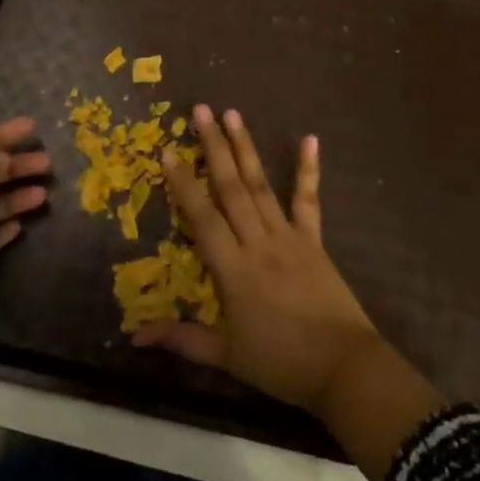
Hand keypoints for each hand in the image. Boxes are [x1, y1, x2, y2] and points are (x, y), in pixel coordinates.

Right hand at [134, 105, 380, 416]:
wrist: (344, 369)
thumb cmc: (281, 363)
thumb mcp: (226, 356)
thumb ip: (182, 339)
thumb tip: (135, 336)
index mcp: (233, 270)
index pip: (202, 218)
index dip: (183, 184)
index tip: (168, 151)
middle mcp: (258, 242)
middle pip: (231, 188)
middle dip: (213, 147)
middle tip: (200, 111)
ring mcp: (288, 237)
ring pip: (261, 185)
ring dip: (245, 148)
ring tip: (232, 114)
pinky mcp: (313, 240)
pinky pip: (308, 201)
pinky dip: (308, 170)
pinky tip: (309, 139)